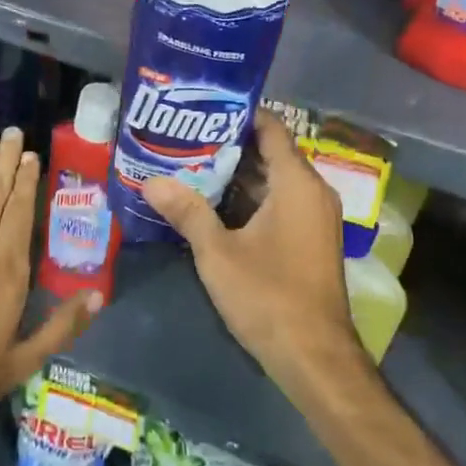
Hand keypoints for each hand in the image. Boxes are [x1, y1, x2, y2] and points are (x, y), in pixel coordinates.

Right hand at [144, 110, 359, 391]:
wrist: (314, 357)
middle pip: (270, 154)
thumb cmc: (269, 296)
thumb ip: (187, 212)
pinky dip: (249, 200)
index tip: (202, 107)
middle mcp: (312, 192)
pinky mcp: (309, 240)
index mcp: (297, 184)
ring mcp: (313, 218)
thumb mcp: (218, 253)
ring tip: (189, 165)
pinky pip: (279, 204)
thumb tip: (151, 181)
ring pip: (273, 182)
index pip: (271, 129)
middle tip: (184, 137)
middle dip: (228, 146)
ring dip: (236, 176)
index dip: (238, 114)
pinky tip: (212, 205)